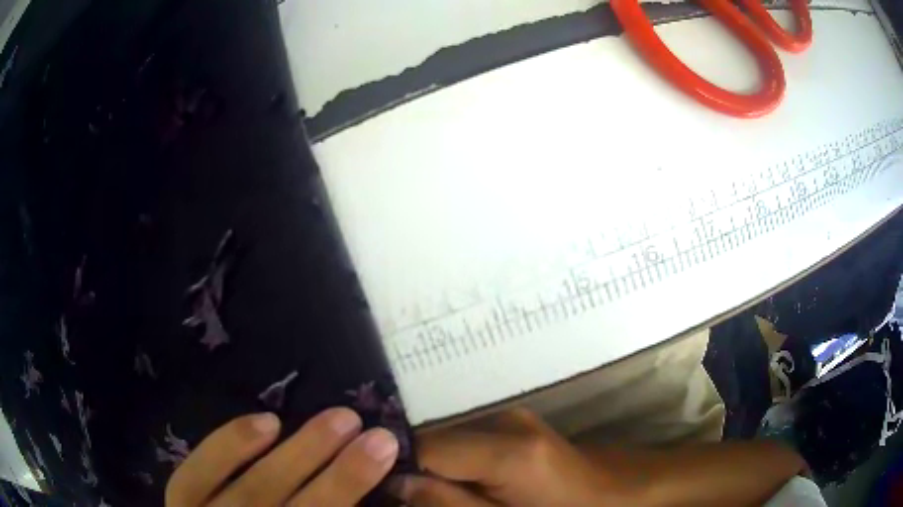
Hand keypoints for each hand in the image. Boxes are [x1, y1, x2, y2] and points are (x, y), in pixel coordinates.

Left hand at [165, 408, 398, 505]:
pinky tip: (268, 421)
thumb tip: (367, 505)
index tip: (391, 469)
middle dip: (343, 478)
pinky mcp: (181, 504)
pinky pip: (200, 472)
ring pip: (256, 489)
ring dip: (300, 453)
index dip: (352, 496)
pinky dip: (231, 445)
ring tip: (341, 418)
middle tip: (379, 437)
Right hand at [393, 408, 633, 506]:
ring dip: (430, 465)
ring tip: (428, 493)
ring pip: (446, 438)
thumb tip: (395, 482)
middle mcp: (504, 420)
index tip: (377, 489)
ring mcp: (511, 417)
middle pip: (432, 439)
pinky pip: (465, 440)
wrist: (617, 493)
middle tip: (400, 496)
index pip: (424, 446)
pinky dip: (450, 461)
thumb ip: (447, 503)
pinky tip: (455, 484)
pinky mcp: (515, 424)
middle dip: (409, 467)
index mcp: (507, 450)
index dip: (393, 466)